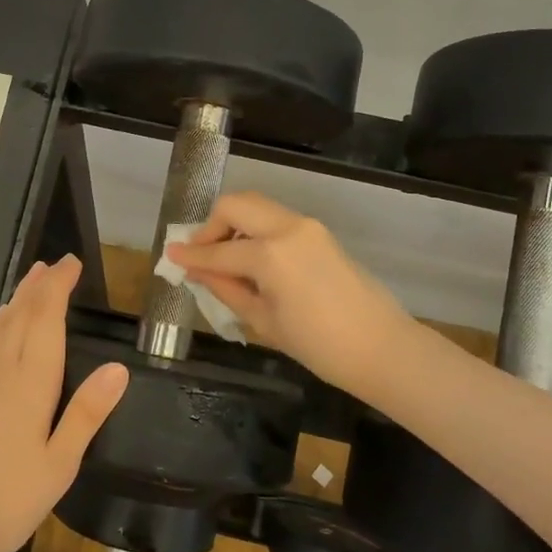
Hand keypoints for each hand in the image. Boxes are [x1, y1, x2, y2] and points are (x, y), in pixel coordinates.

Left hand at [0, 254, 128, 551]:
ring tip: (30, 281)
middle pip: (20, 314)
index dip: (58, 287)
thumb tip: (118, 367)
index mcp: (29, 382)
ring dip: (17, 299)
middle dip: (39, 285)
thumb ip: (86, 413)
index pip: (46, 319)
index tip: (71, 264)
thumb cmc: (4, 498)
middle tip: (55, 264)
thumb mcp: (58, 465)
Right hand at [164, 192, 411, 392]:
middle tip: (201, 255)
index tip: (169, 256)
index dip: (190, 256)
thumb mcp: (264, 321)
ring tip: (225, 258)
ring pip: (257, 206)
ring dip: (234, 224)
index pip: (218, 251)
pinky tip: (252, 260)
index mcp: (270, 255)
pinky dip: (255, 229)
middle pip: (236, 204)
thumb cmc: (319, 346)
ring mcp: (307, 226)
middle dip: (212, 226)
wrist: (382, 347)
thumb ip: (226, 289)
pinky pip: (276, 219)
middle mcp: (287, 228)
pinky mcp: (319, 232)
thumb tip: (196, 272)